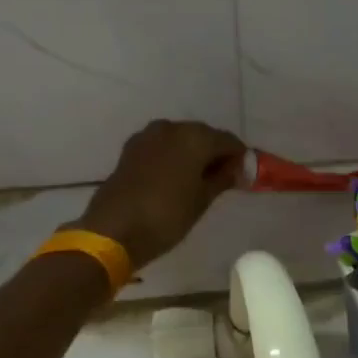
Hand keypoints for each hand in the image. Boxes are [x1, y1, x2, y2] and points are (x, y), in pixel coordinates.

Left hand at [78, 120, 245, 269]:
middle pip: (204, 136)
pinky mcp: (132, 148)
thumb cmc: (166, 216)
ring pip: (181, 139)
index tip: (244, 175)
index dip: (239, 157)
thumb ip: (222, 179)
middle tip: (223, 177)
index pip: (228, 141)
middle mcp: (172, 128)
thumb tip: (237, 169)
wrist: (113, 229)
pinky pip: (162, 146)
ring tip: (199, 179)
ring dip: (193, 153)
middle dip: (215, 153)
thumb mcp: (201, 200)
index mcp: (195, 137)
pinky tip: (176, 176)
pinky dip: (173, 156)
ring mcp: (148, 136)